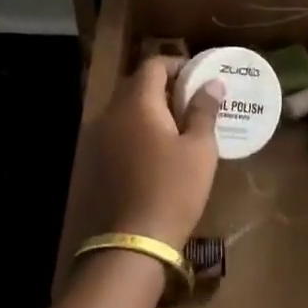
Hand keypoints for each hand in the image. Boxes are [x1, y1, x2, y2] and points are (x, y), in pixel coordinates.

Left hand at [90, 57, 220, 249]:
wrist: (132, 243)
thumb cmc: (173, 189)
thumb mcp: (200, 149)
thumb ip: (204, 111)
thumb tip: (212, 84)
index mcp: (137, 103)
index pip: (153, 65)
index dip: (177, 66)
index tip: (198, 79)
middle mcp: (112, 113)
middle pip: (137, 85)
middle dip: (164, 88)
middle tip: (192, 103)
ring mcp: (99, 138)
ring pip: (126, 110)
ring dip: (150, 110)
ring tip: (178, 128)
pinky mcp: (95, 162)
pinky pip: (118, 132)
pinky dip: (136, 131)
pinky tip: (156, 152)